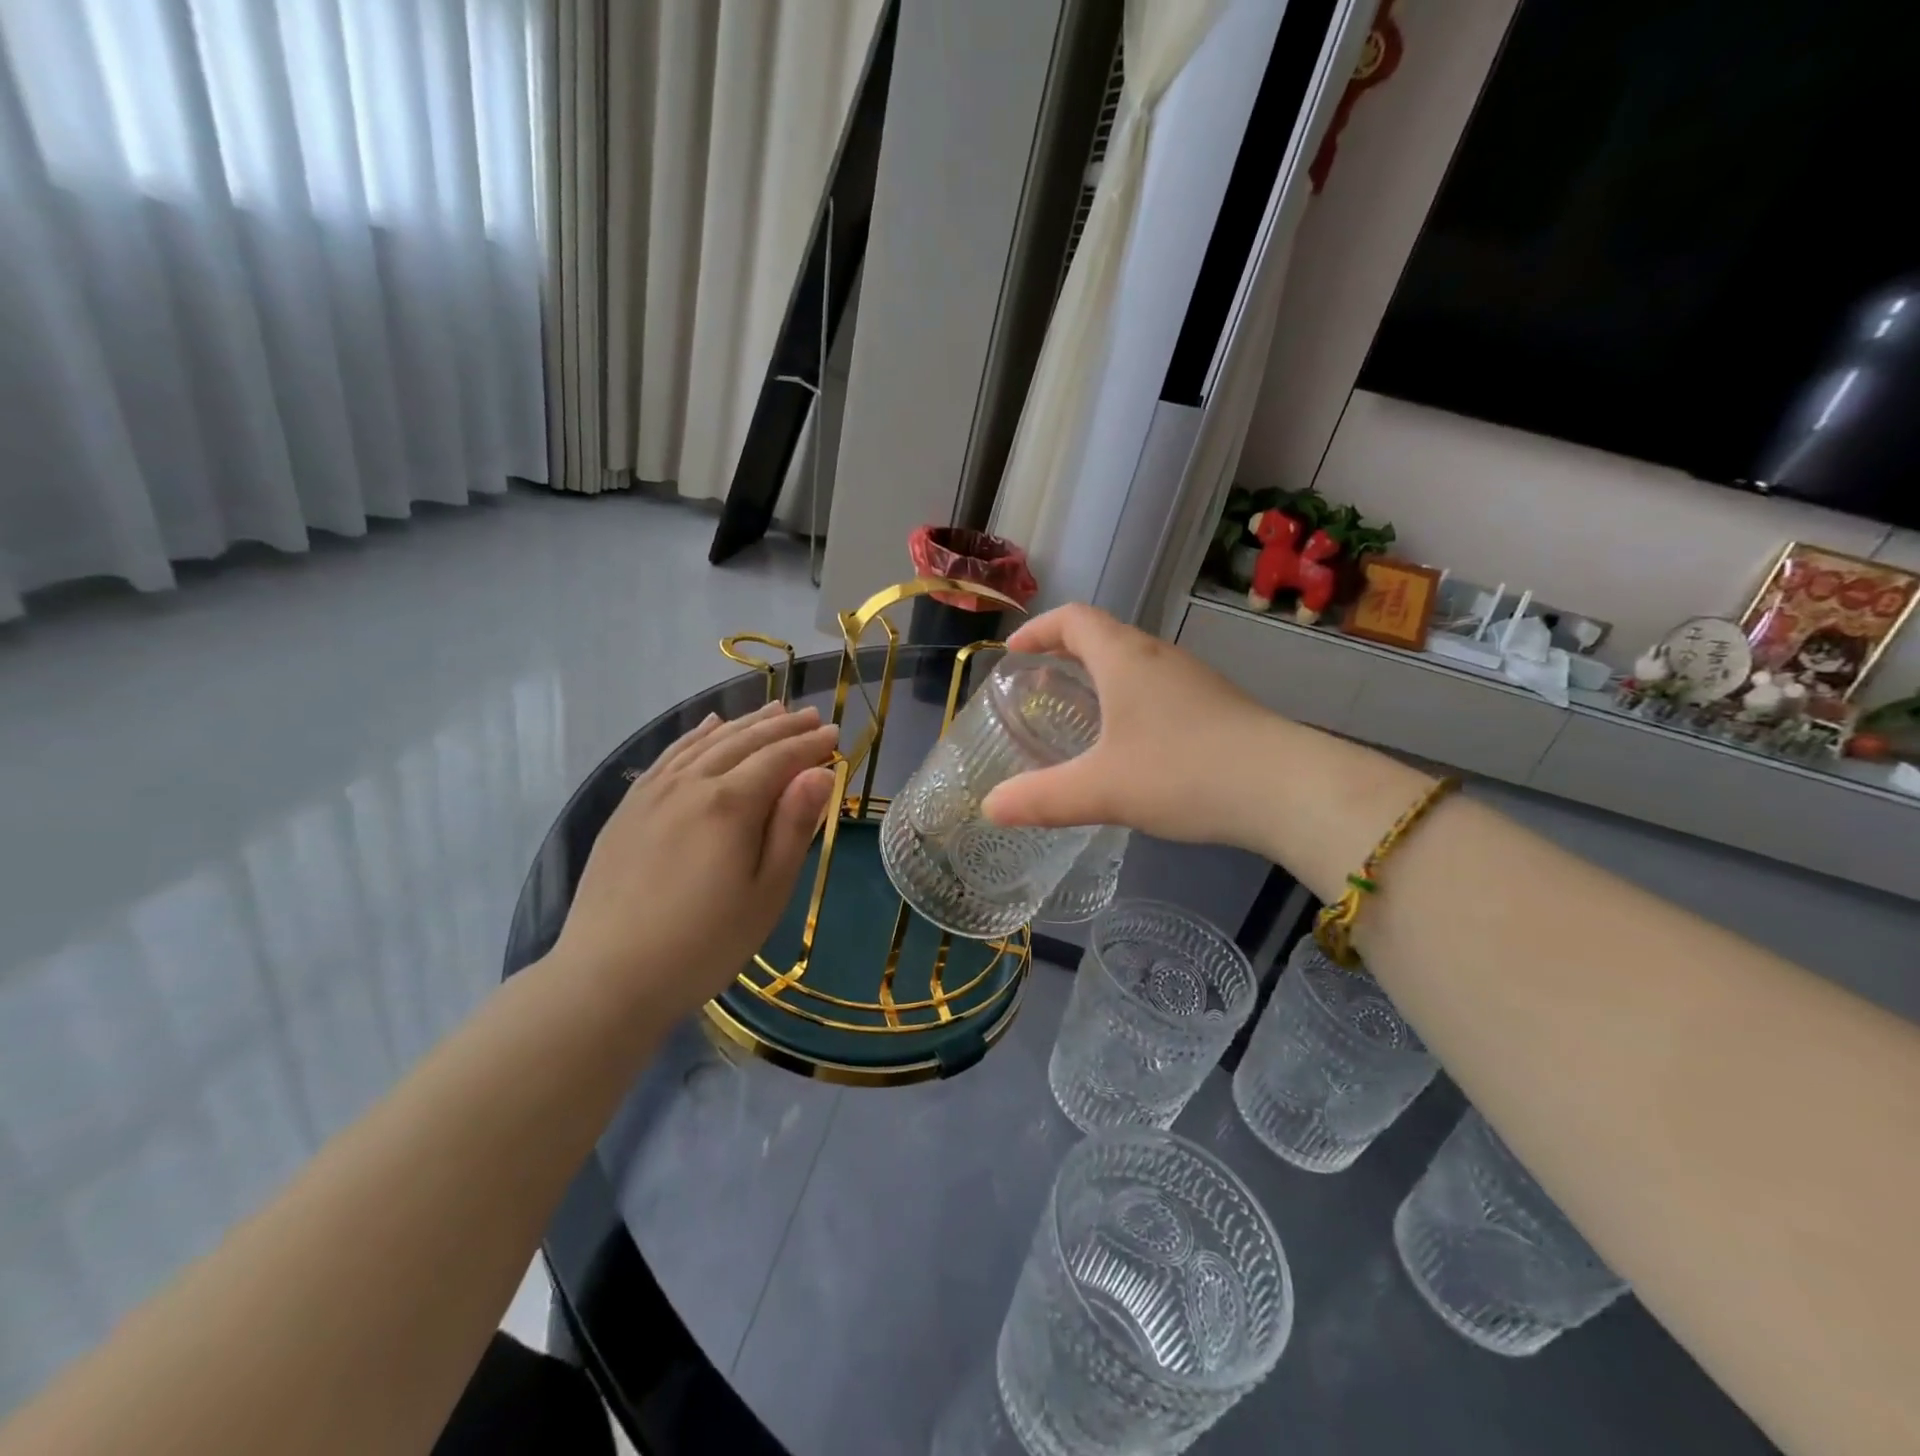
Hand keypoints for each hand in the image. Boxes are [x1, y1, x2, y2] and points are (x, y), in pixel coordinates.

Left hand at [554, 703, 838, 1022]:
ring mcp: (654, 792)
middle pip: (744, 742)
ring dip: (744, 724)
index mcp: (730, 805)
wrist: (608, 977)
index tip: (835, 733)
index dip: (810, 744)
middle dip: (782, 727)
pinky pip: (669, 756)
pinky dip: (695, 736)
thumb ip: (793, 827)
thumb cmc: (704, 943)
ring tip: (772, 712)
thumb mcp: (767, 892)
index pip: (779, 759)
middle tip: (810, 715)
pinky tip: (709, 727)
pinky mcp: (629, 807)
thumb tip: (821, 773)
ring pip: (706, 743)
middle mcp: (691, 784)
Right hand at [982, 605, 1276, 849]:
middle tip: (1039, 687)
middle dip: (1066, 654)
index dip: (1038, 629)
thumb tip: (989, 807)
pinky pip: (1159, 690)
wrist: (1286, 788)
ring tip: (1079, 715)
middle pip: (1104, 636)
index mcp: (1125, 658)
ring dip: (1101, 678)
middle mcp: (1159, 657)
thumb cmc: (1183, 772)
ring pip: (1135, 664)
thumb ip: (1041, 798)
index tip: (1013, 654)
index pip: (1073, 619)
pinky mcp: (1217, 706)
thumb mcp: (1101, 790)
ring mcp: (1194, 680)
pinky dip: (1131, 702)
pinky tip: (1131, 746)